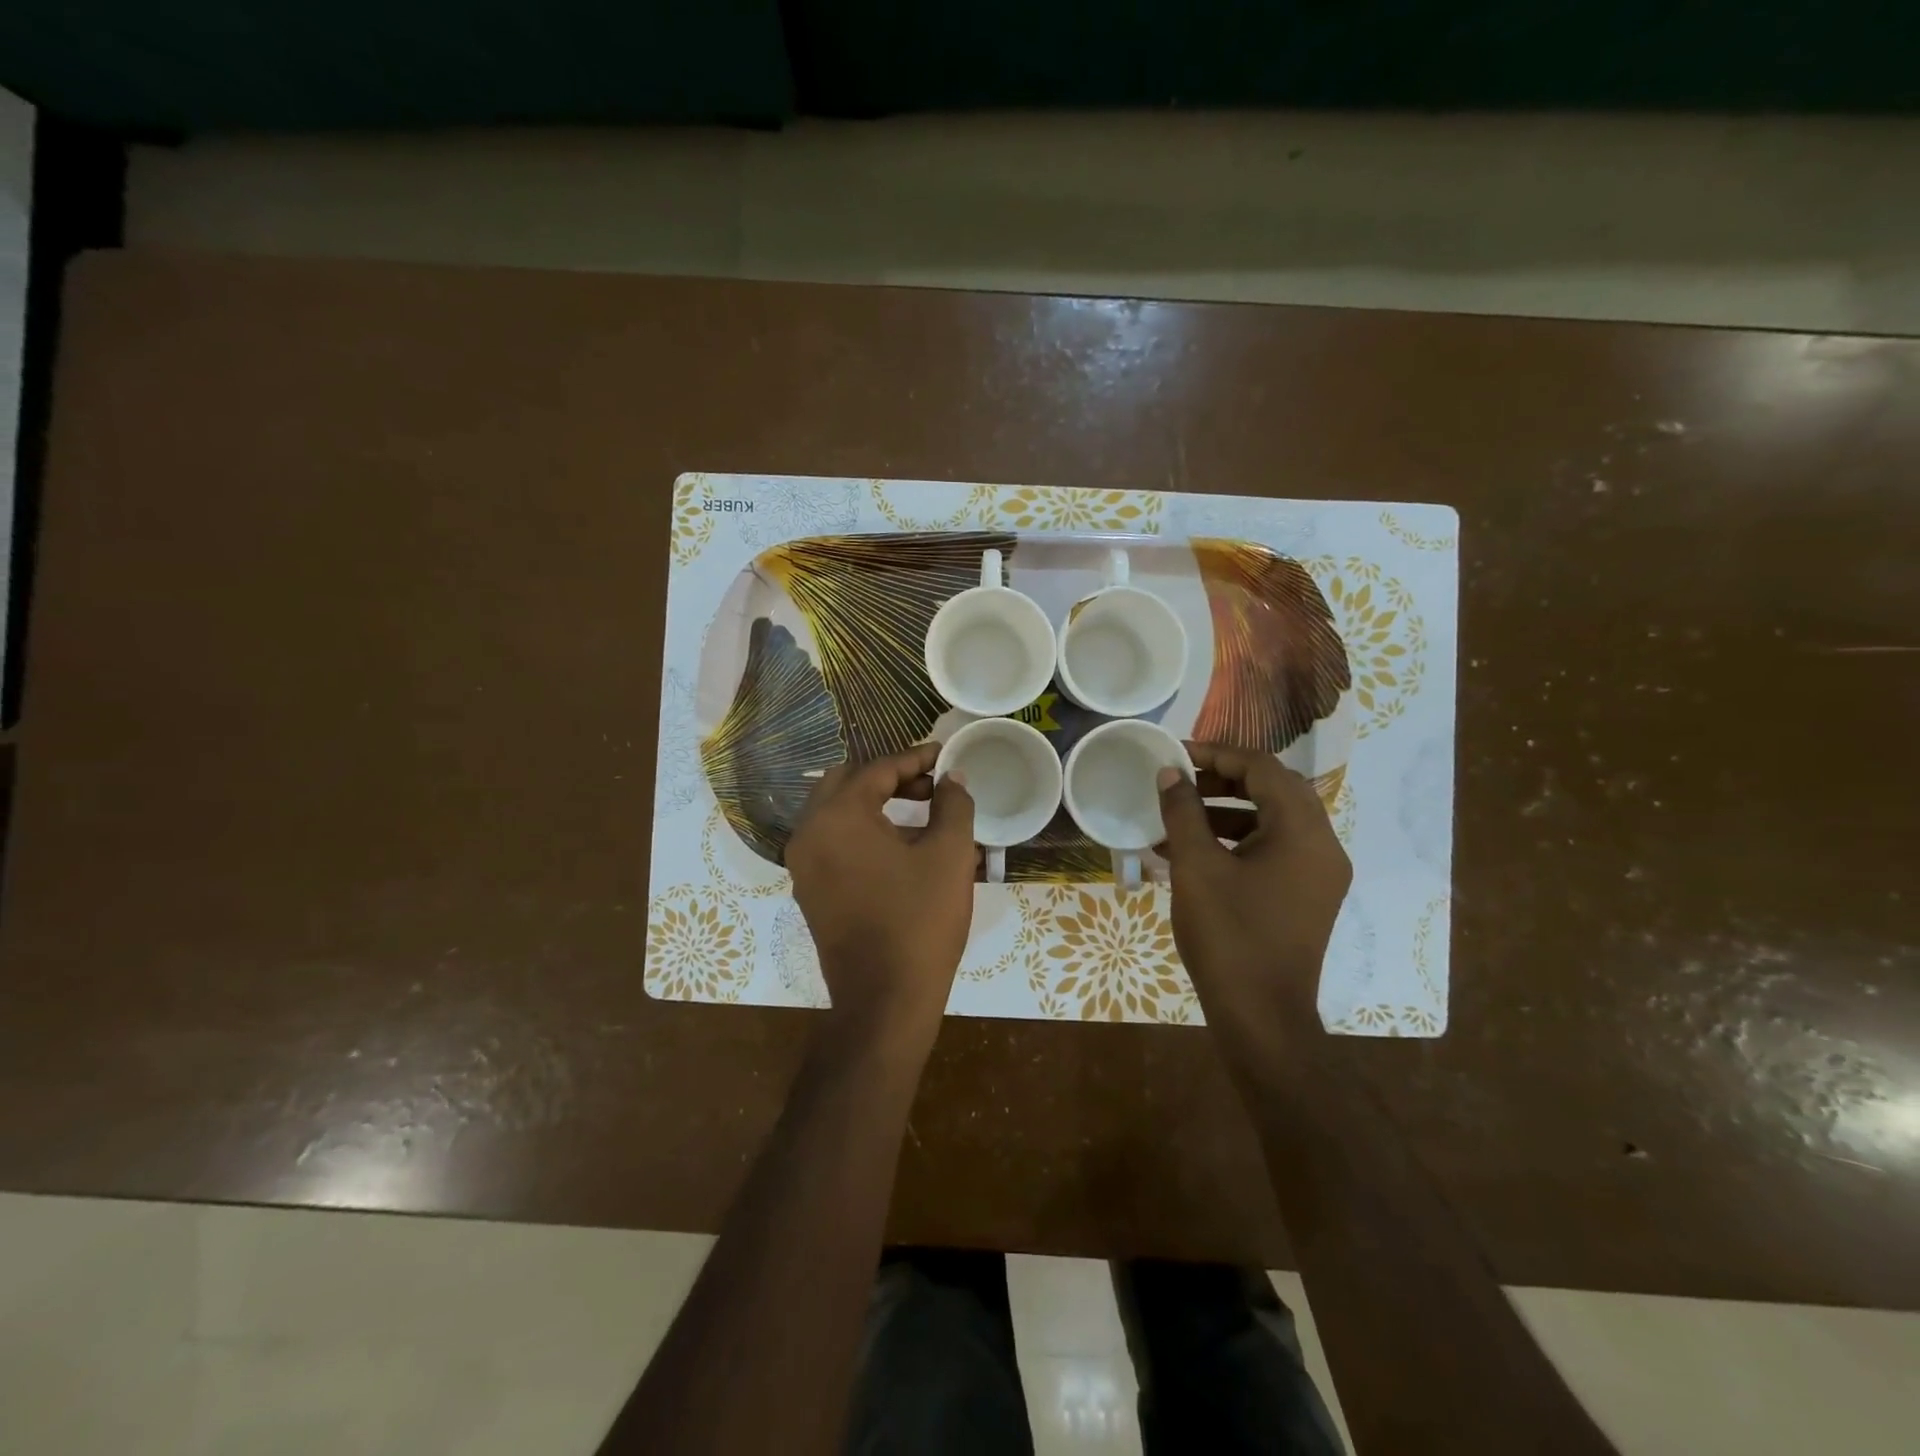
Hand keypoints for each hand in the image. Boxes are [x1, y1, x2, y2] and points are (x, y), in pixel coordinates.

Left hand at [786, 742, 977, 1055]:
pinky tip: (903, 849)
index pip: (877, 768)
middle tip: (931, 785)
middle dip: (891, 777)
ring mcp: (804, 865)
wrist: (885, 1001)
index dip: (916, 758)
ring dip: (877, 804)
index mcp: (838, 816)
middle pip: (847, 783)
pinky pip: (834, 843)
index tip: (945, 756)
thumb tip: (953, 778)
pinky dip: (864, 833)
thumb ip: (953, 804)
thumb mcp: (950, 854)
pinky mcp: (810, 891)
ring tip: (925, 816)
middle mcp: (809, 833)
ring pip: (838, 813)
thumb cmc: (920, 920)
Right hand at [1156, 744, 1352, 1043]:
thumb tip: (1170, 773)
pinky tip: (1194, 852)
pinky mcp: (1307, 896)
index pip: (1264, 769)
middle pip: (1274, 790)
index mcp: (1303, 832)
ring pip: (1273, 820)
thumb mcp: (1196, 868)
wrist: (1261, 1017)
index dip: (1217, 754)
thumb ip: (1183, 812)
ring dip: (1227, 810)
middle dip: (1223, 779)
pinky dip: (1238, 841)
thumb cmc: (1228, 936)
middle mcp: (1322, 846)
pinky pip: (1274, 850)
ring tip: (1180, 816)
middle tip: (1180, 780)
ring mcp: (1319, 874)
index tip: (1177, 754)